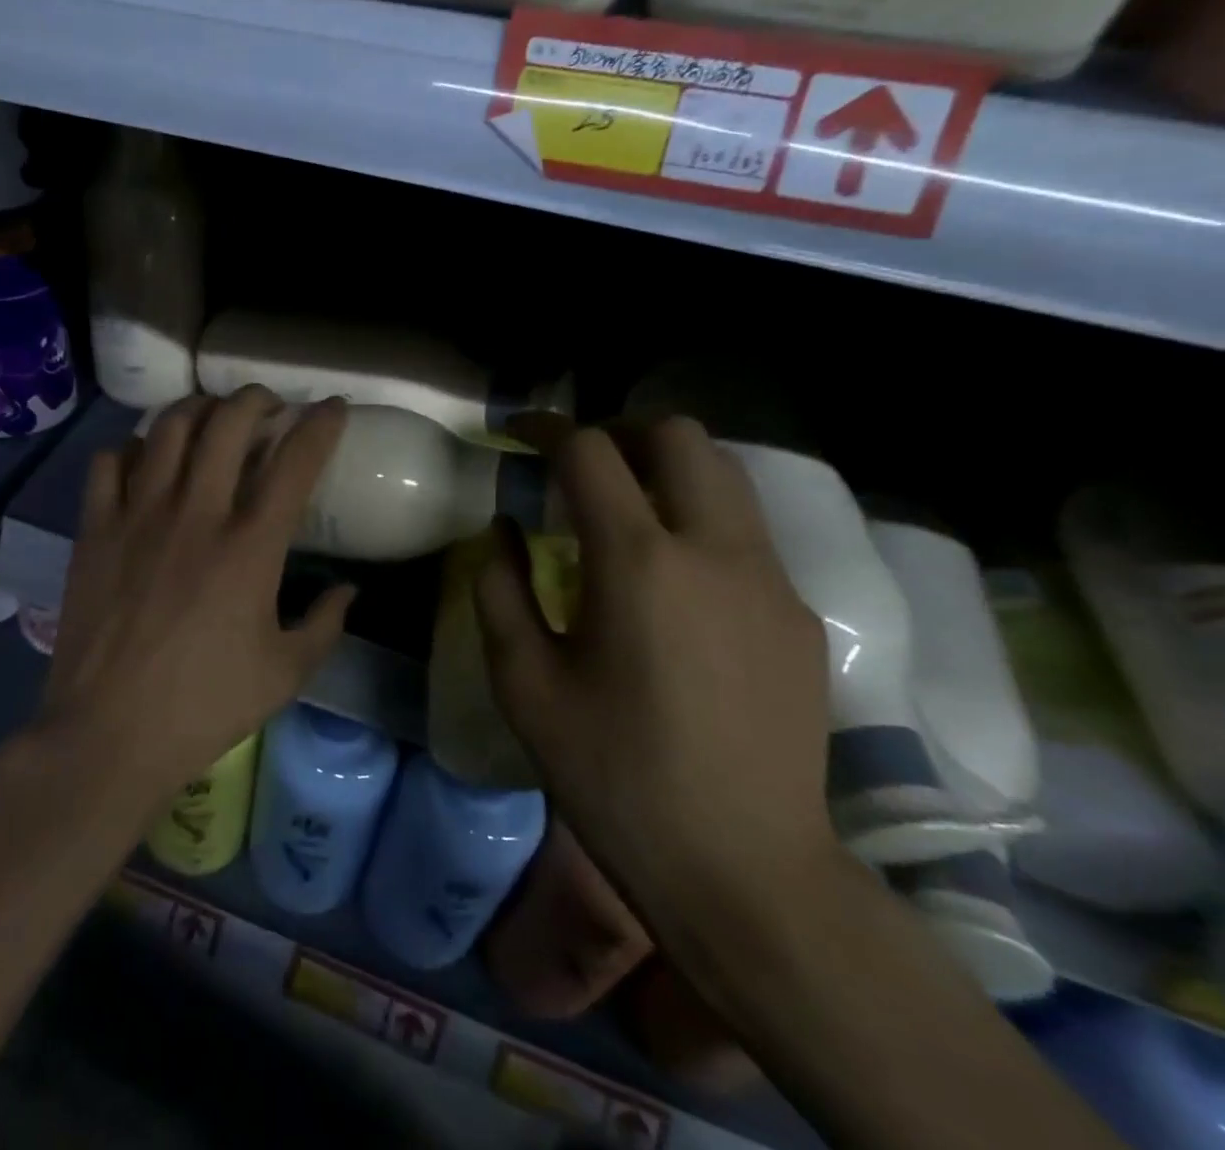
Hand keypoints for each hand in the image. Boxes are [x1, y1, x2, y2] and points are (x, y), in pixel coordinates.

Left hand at [34, 388, 355, 805]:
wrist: (108, 734)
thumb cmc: (204, 706)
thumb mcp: (285, 674)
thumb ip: (325, 624)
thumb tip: (349, 590)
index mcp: (250, 547)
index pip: (295, 462)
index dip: (321, 425)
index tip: (332, 407)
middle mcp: (196, 514)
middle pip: (228, 423)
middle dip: (255, 399)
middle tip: (267, 405)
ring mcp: (138, 516)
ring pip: (169, 429)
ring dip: (197, 409)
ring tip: (211, 416)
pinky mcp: (95, 529)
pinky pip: (110, 462)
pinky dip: (134, 448)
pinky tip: (146, 461)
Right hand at [475, 416, 837, 919]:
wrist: (742, 868)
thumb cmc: (612, 774)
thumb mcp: (523, 682)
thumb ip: (499, 588)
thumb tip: (502, 528)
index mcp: (638, 562)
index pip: (591, 452)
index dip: (547, 429)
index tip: (519, 435)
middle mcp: (715, 549)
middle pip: (677, 435)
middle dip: (619, 432)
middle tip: (579, 467)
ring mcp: (770, 579)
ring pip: (725, 473)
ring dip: (667, 469)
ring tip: (624, 510)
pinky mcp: (798, 614)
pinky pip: (746, 531)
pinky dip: (700, 519)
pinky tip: (673, 580)